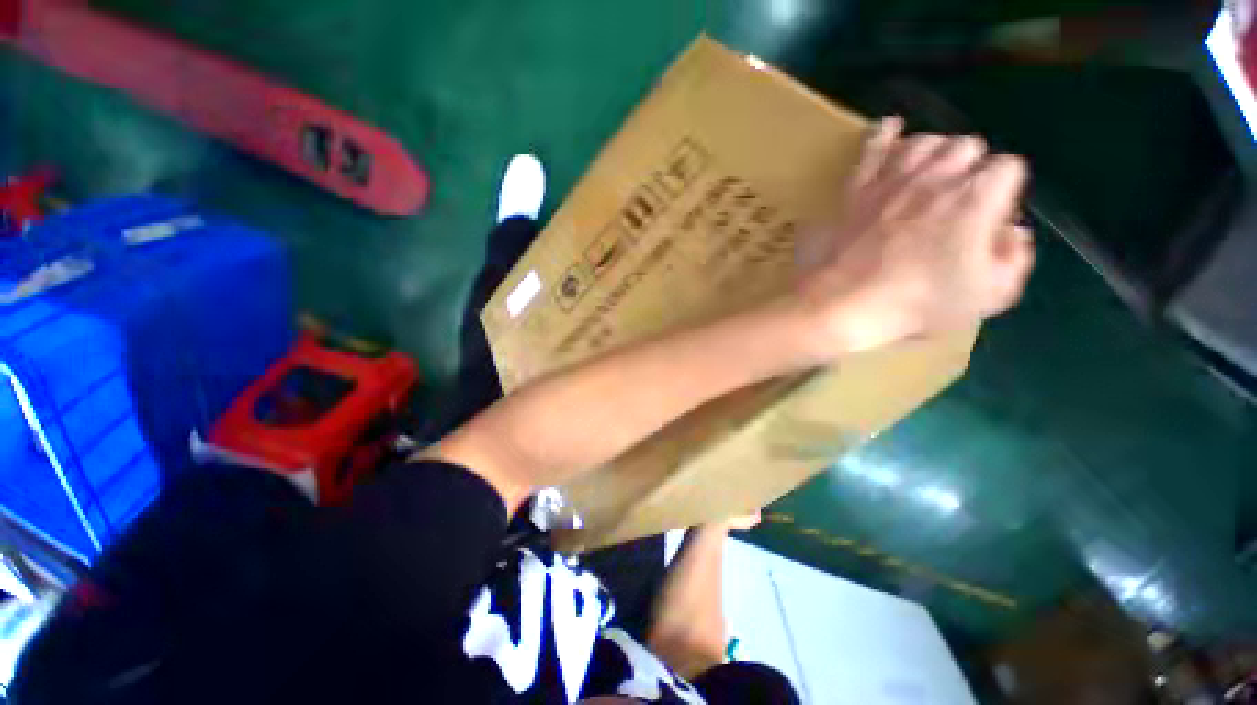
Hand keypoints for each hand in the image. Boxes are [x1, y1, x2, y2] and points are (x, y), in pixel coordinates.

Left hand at [794, 117, 1034, 357]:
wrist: (844, 303)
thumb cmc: (917, 304)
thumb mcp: (989, 295)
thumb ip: (1015, 258)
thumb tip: (1014, 231)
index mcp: (976, 198)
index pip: (1008, 168)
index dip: (1004, 190)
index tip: (991, 215)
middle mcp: (936, 177)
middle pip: (966, 146)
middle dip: (970, 167)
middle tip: (958, 199)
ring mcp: (891, 180)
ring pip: (924, 141)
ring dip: (933, 152)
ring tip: (931, 174)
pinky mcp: (855, 190)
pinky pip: (871, 149)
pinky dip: (883, 135)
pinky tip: (890, 127)